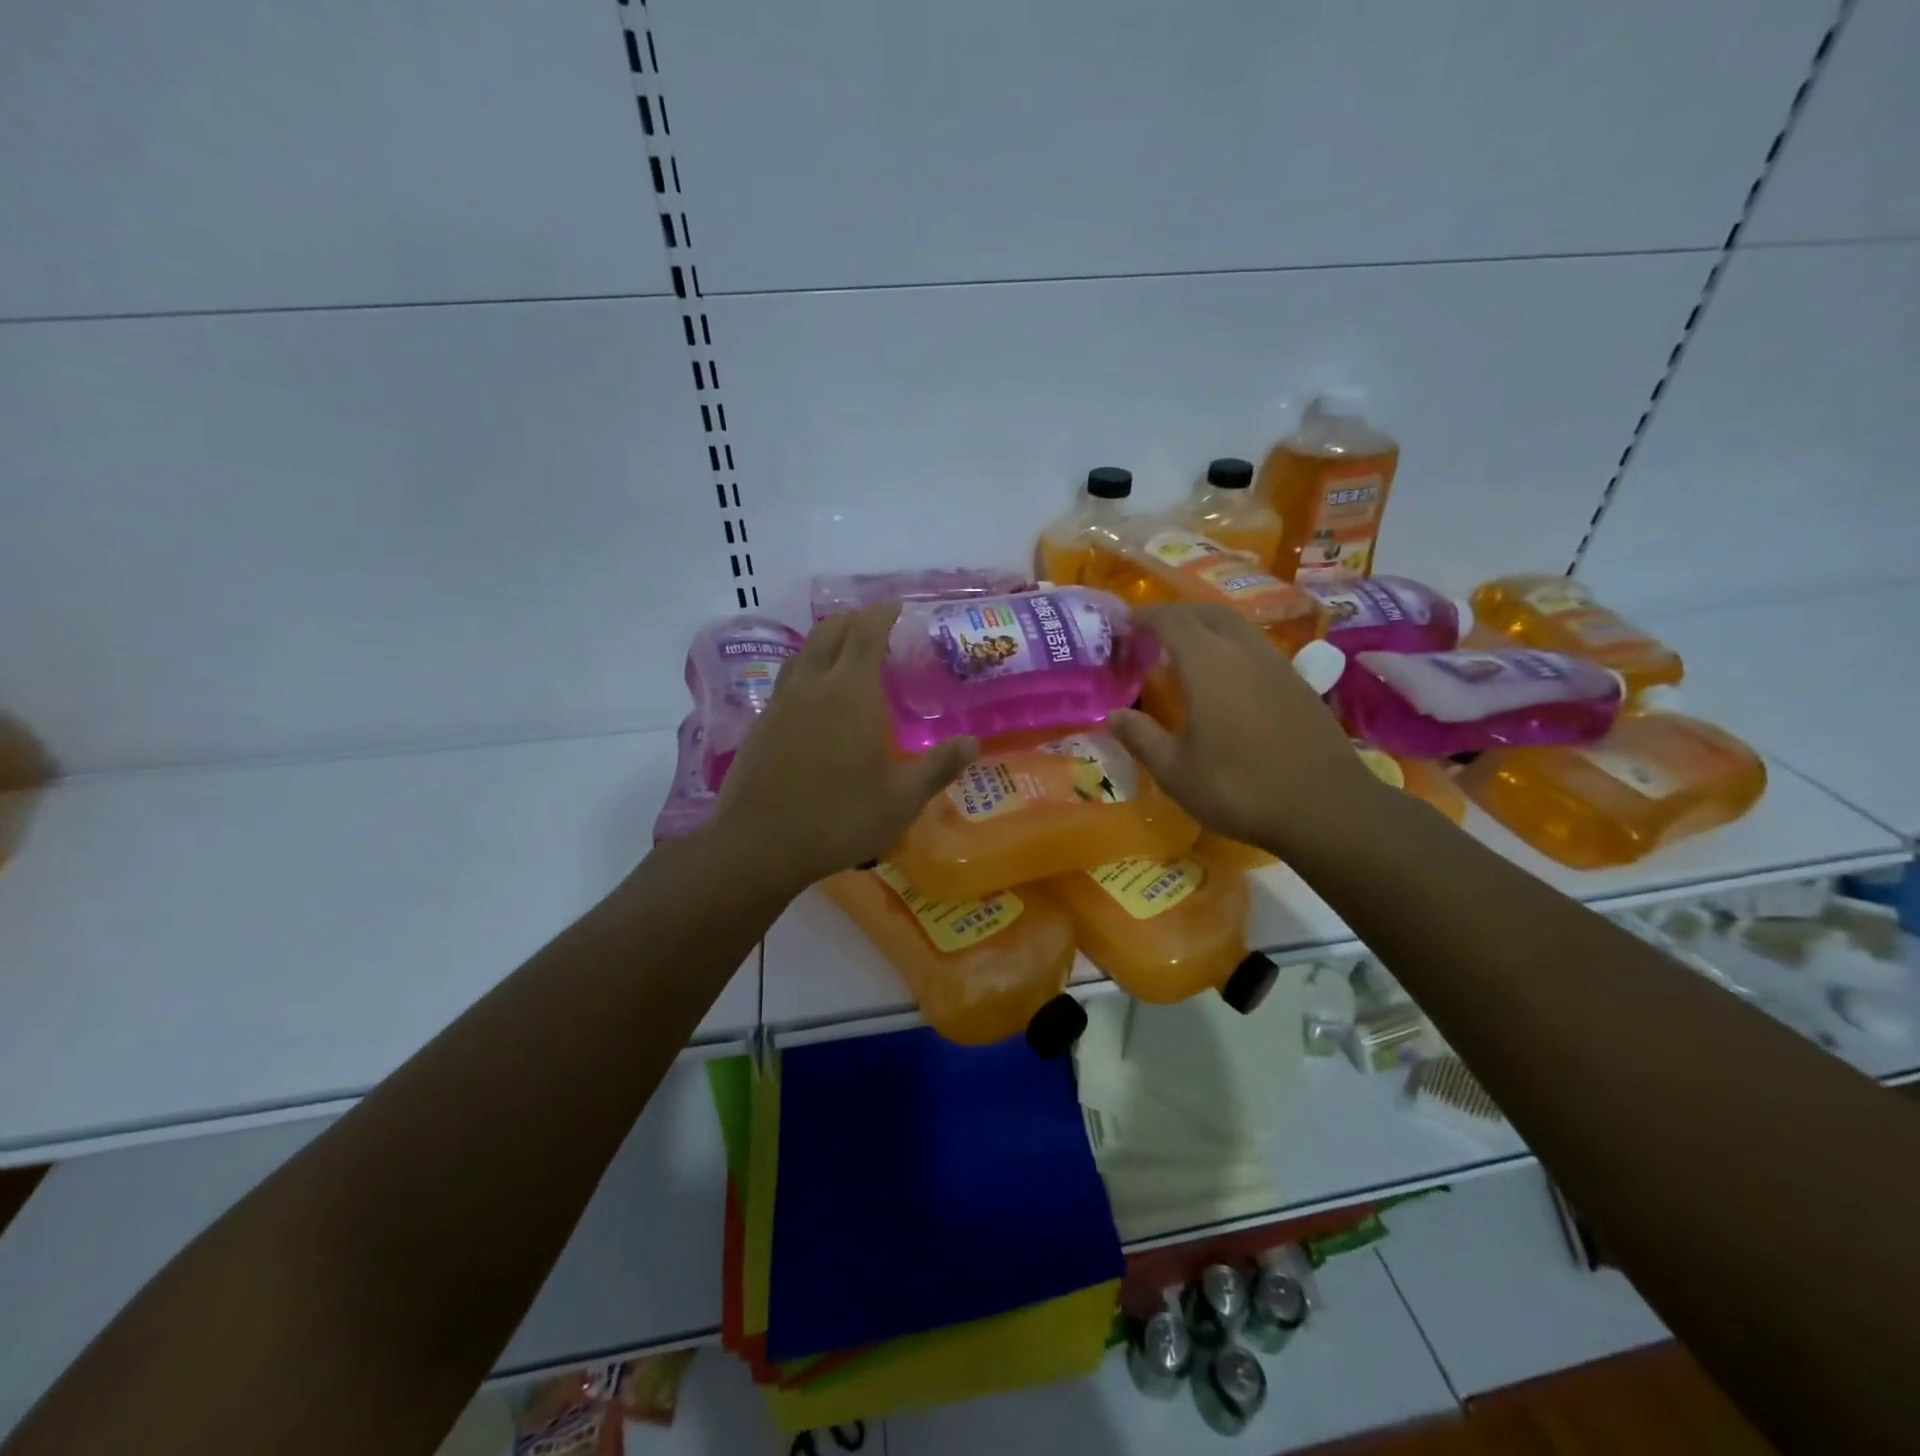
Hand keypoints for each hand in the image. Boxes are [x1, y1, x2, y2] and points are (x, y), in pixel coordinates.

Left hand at [707, 605, 975, 893]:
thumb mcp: (900, 800)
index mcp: (851, 692)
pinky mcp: (760, 725)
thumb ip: (938, 767)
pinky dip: (806, 669)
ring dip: (826, 640)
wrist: (758, 845)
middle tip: (875, 626)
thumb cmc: (838, 819)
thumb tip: (972, 742)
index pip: (866, 633)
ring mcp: (780, 703)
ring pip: (803, 652)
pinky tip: (813, 696)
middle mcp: (813, 686)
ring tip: (844, 651)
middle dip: (854, 620)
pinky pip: (787, 679)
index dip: (882, 614)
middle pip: (830, 632)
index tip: (898, 607)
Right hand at [1107, 603, 1378, 854]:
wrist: (1326, 807)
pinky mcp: (1298, 683)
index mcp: (1208, 664)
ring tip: (1185, 648)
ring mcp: (1277, 665)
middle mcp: (1244, 652)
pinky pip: (1256, 646)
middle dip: (1176, 614)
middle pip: (1207, 613)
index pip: (1171, 622)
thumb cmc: (1240, 788)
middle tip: (1152, 630)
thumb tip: (1113, 716)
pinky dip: (1230, 645)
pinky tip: (1225, 676)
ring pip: (1236, 626)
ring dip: (1206, 626)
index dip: (1146, 617)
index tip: (1126, 623)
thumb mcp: (1176, 771)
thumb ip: (1141, 738)